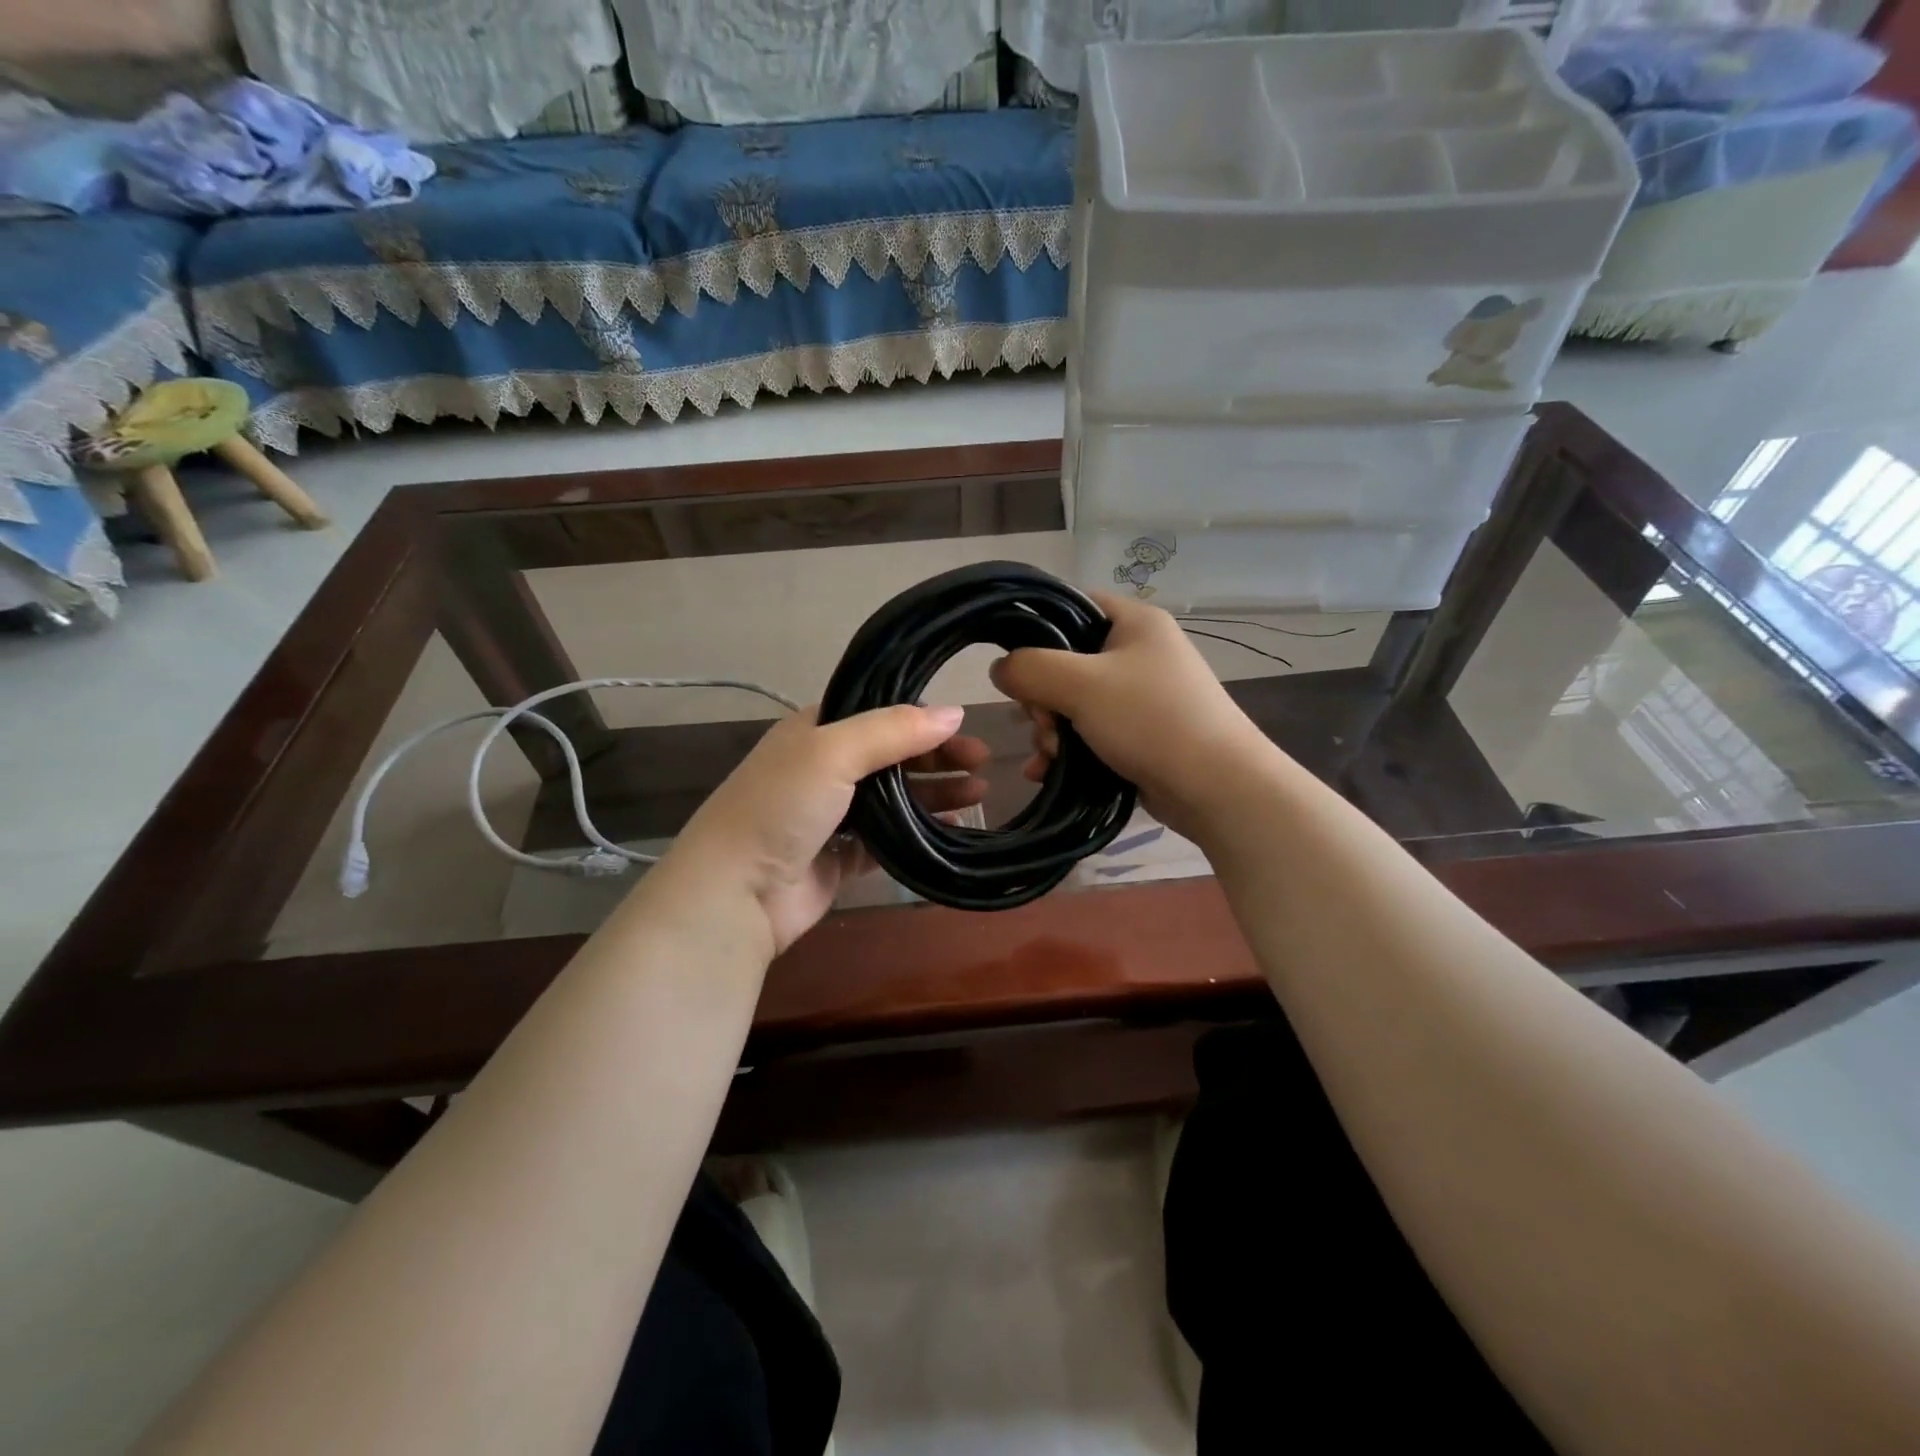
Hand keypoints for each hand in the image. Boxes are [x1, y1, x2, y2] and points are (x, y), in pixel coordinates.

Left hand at [663, 704, 987, 954]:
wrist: (735, 892)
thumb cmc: (780, 806)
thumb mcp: (833, 751)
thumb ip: (893, 730)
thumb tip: (954, 711)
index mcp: (815, 731)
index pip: (878, 714)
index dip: (920, 717)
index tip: (963, 725)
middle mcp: (823, 768)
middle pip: (892, 755)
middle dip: (937, 757)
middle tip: (982, 762)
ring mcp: (832, 815)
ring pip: (895, 797)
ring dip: (935, 792)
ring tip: (979, 794)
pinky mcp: (841, 856)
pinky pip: (891, 839)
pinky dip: (921, 832)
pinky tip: (954, 828)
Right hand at [989, 591, 1276, 840]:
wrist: (1216, 787)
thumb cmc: (1150, 720)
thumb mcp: (1081, 685)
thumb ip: (1030, 668)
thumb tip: (999, 668)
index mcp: (1134, 622)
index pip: (1071, 606)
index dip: (1037, 631)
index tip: (1018, 666)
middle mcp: (1139, 652)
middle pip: (1066, 661)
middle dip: (1042, 698)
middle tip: (1041, 723)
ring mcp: (1141, 696)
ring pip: (1074, 702)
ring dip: (1051, 729)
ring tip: (1049, 756)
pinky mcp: (1140, 734)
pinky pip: (1090, 732)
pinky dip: (1067, 750)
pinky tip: (1046, 772)